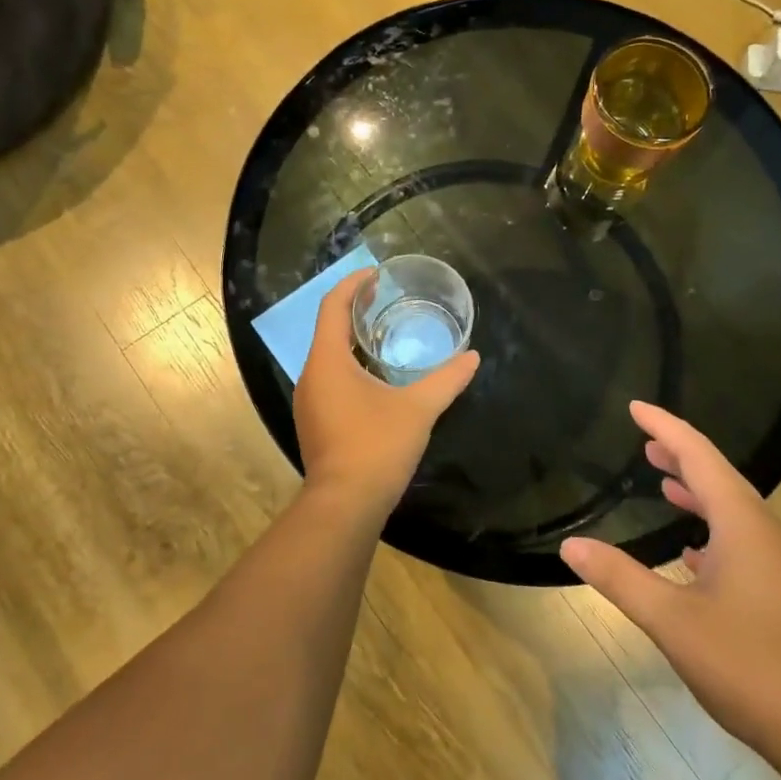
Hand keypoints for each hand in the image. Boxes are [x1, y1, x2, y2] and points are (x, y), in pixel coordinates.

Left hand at [293, 270, 479, 517]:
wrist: (345, 505)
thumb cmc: (377, 447)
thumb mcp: (419, 409)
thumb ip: (447, 380)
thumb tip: (472, 357)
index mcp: (327, 362)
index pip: (333, 307)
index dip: (352, 285)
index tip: (375, 274)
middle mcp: (310, 375)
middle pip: (328, 329)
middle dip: (354, 310)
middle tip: (386, 300)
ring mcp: (308, 401)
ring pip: (327, 357)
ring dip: (351, 341)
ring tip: (383, 333)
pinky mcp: (314, 422)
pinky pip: (328, 379)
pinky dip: (348, 366)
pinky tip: (375, 376)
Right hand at [560, 402, 780, 757]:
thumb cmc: (752, 665)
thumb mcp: (673, 621)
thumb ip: (621, 579)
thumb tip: (571, 546)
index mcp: (742, 523)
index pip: (698, 455)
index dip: (665, 427)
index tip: (634, 407)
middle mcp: (764, 532)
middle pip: (718, 476)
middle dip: (680, 454)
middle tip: (644, 441)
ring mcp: (778, 564)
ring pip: (731, 511)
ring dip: (697, 491)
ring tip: (663, 481)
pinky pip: (740, 541)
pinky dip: (710, 530)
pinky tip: (691, 553)